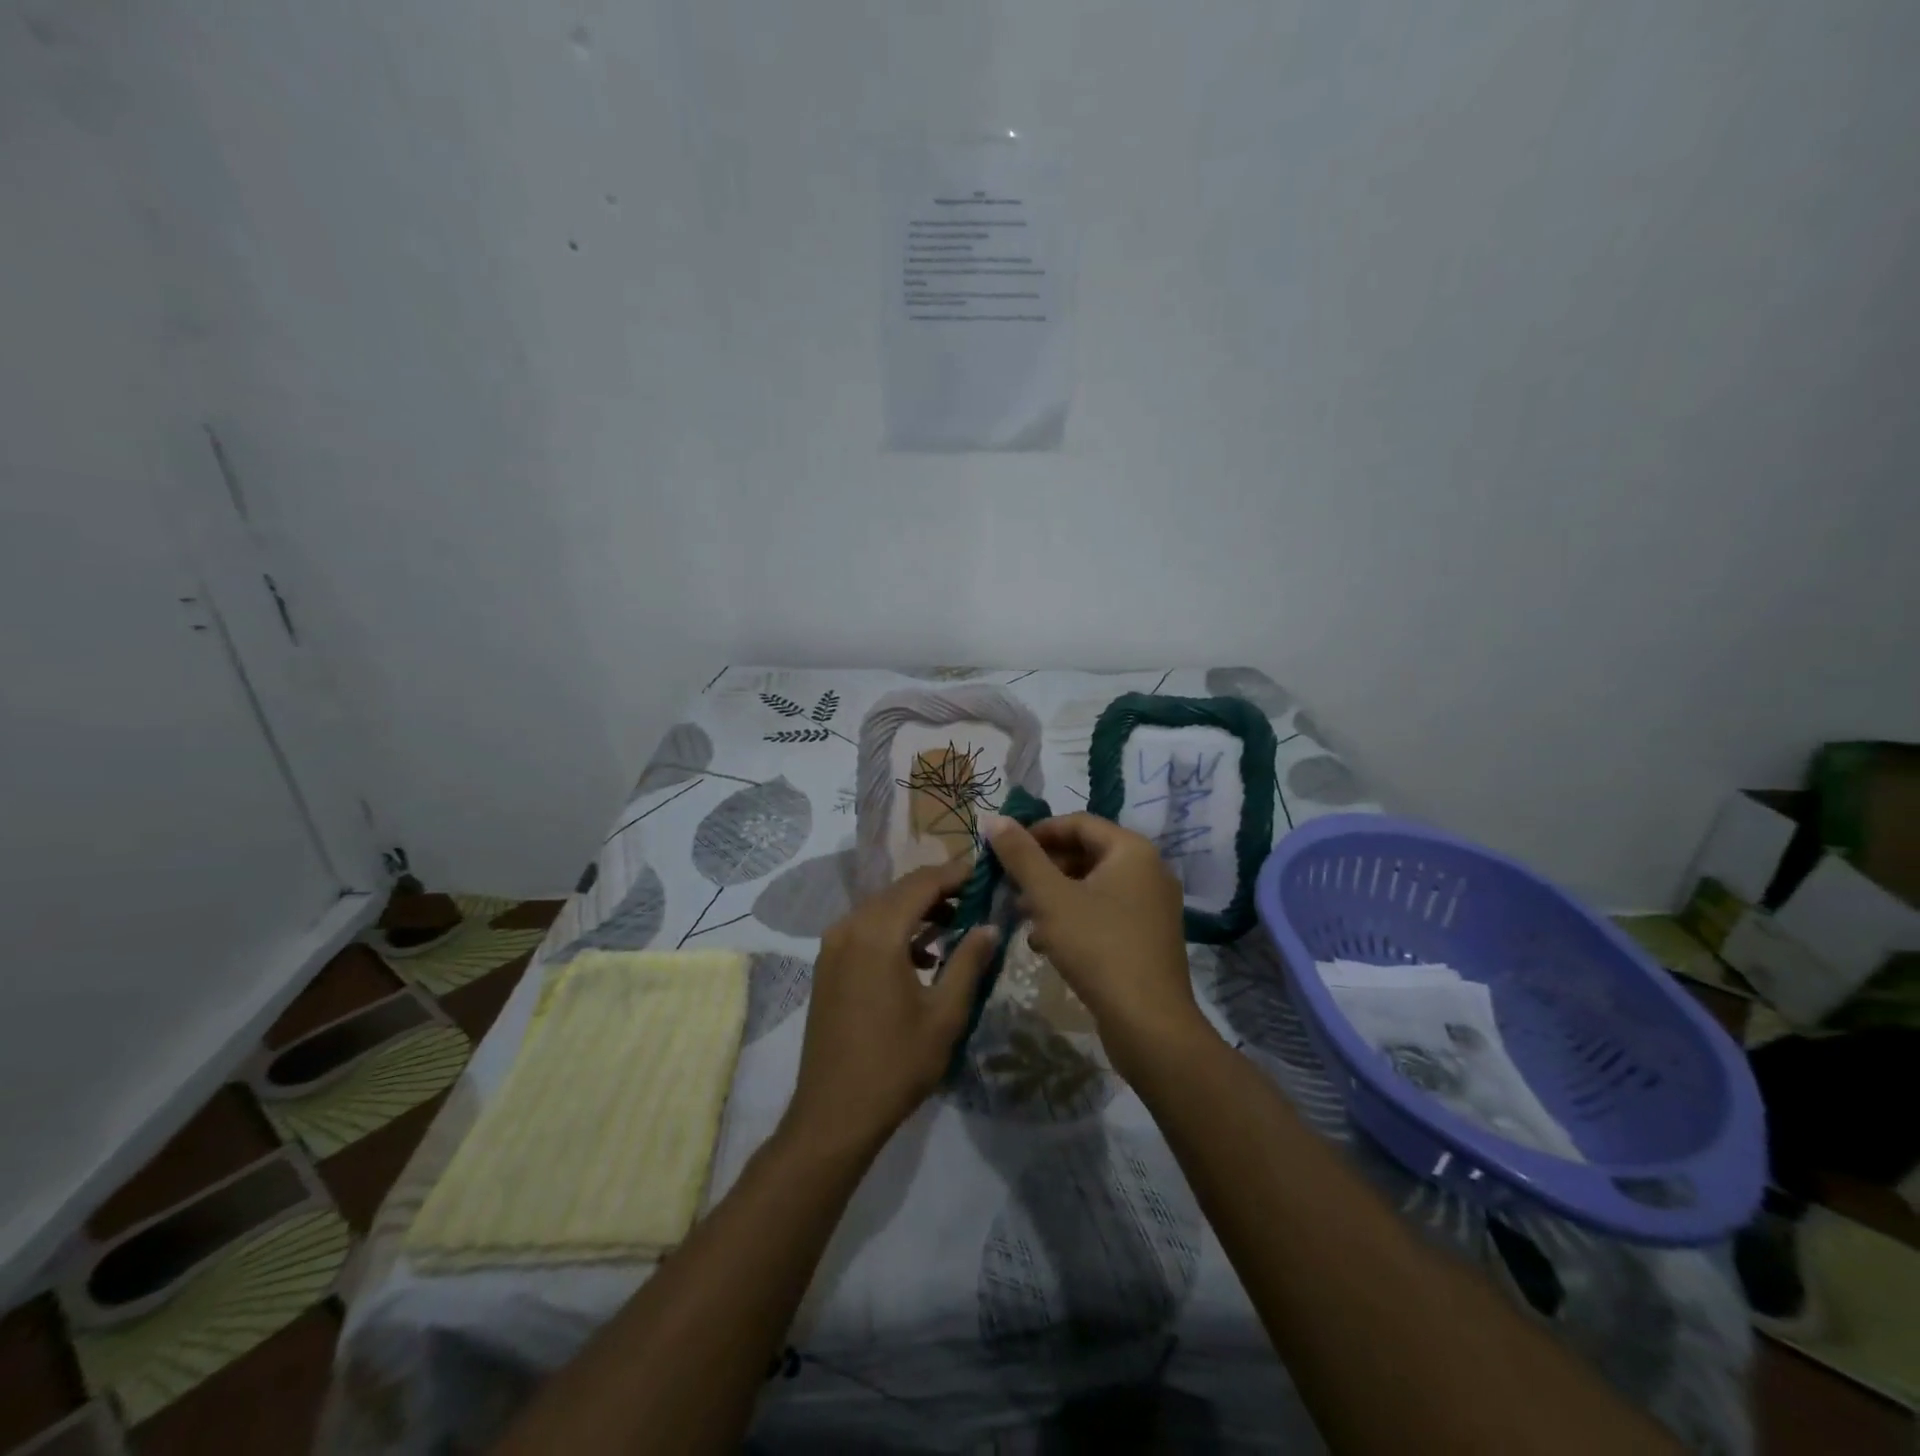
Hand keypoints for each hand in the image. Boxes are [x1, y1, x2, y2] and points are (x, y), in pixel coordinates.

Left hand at [782, 856, 998, 1154]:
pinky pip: (865, 929)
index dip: (957, 874)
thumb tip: (991, 926)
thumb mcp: (945, 1014)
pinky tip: (920, 956)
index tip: (987, 874)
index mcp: (878, 932)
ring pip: (882, 908)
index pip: (923, 883)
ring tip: (956, 927)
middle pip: (900, 890)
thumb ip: (969, 962)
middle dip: (940, 890)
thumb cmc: (896, 1064)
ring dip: (917, 910)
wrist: (834, 1114)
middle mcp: (850, 927)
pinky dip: (895, 930)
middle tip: (978, 900)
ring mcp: (833, 945)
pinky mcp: (827, 964)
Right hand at [984, 813, 1207, 1079]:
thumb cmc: (1098, 947)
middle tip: (1009, 886)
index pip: (1078, 822)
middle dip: (1043, 868)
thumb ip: (1021, 855)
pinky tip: (1045, 943)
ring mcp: (1151, 905)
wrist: (1148, 1023)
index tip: (1004, 851)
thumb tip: (994, 818)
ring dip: (1054, 895)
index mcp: (1132, 850)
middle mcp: (1148, 870)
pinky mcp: (1147, 937)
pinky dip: (1074, 918)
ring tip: (1021, 916)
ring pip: (1092, 885)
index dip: (1038, 832)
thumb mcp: (1050, 897)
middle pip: (1086, 853)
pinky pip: (1105, 912)